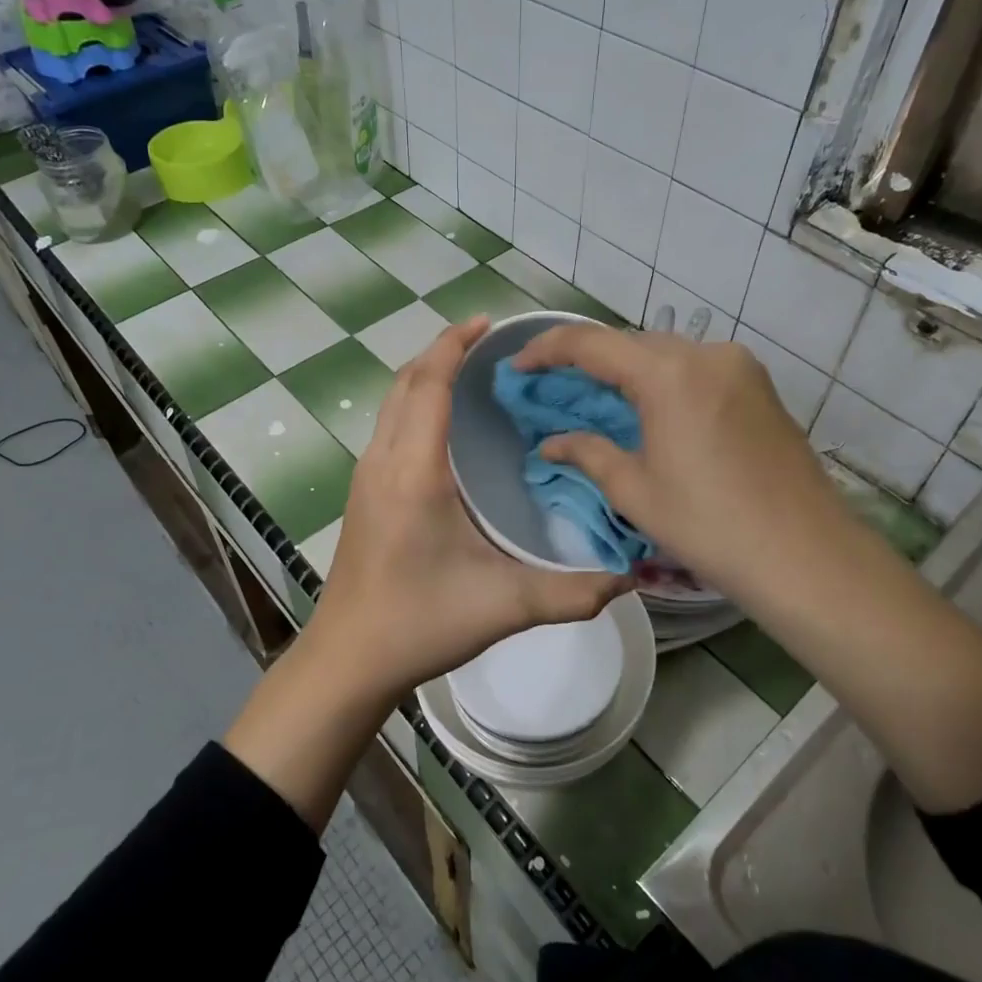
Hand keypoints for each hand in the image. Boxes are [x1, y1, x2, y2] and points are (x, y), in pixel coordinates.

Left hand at [312, 317, 628, 699]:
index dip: (454, 345)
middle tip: (489, 344)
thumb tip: (632, 577)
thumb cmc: (419, 623)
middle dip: (441, 351)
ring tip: (470, 374)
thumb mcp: (504, 606)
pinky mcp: (363, 494)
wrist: (349, 658)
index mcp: (414, 471)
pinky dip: (414, 404)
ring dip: (425, 376)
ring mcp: (366, 477)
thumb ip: (572, 592)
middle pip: (405, 382)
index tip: (487, 323)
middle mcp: (383, 461)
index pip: (428, 384)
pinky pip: (389, 427)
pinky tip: (445, 427)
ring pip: (392, 403)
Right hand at [510, 325, 845, 595]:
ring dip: (624, 370)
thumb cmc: (710, 526)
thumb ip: (587, 453)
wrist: (807, 556)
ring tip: (594, 400)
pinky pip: (695, 369)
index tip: (517, 367)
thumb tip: (550, 442)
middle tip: (551, 388)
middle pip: (629, 343)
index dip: (546, 350)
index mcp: (668, 374)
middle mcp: (706, 354)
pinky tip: (646, 410)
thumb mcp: (635, 491)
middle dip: (585, 360)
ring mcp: (739, 366)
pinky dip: (661, 381)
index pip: (590, 343)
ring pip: (664, 353)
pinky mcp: (758, 386)